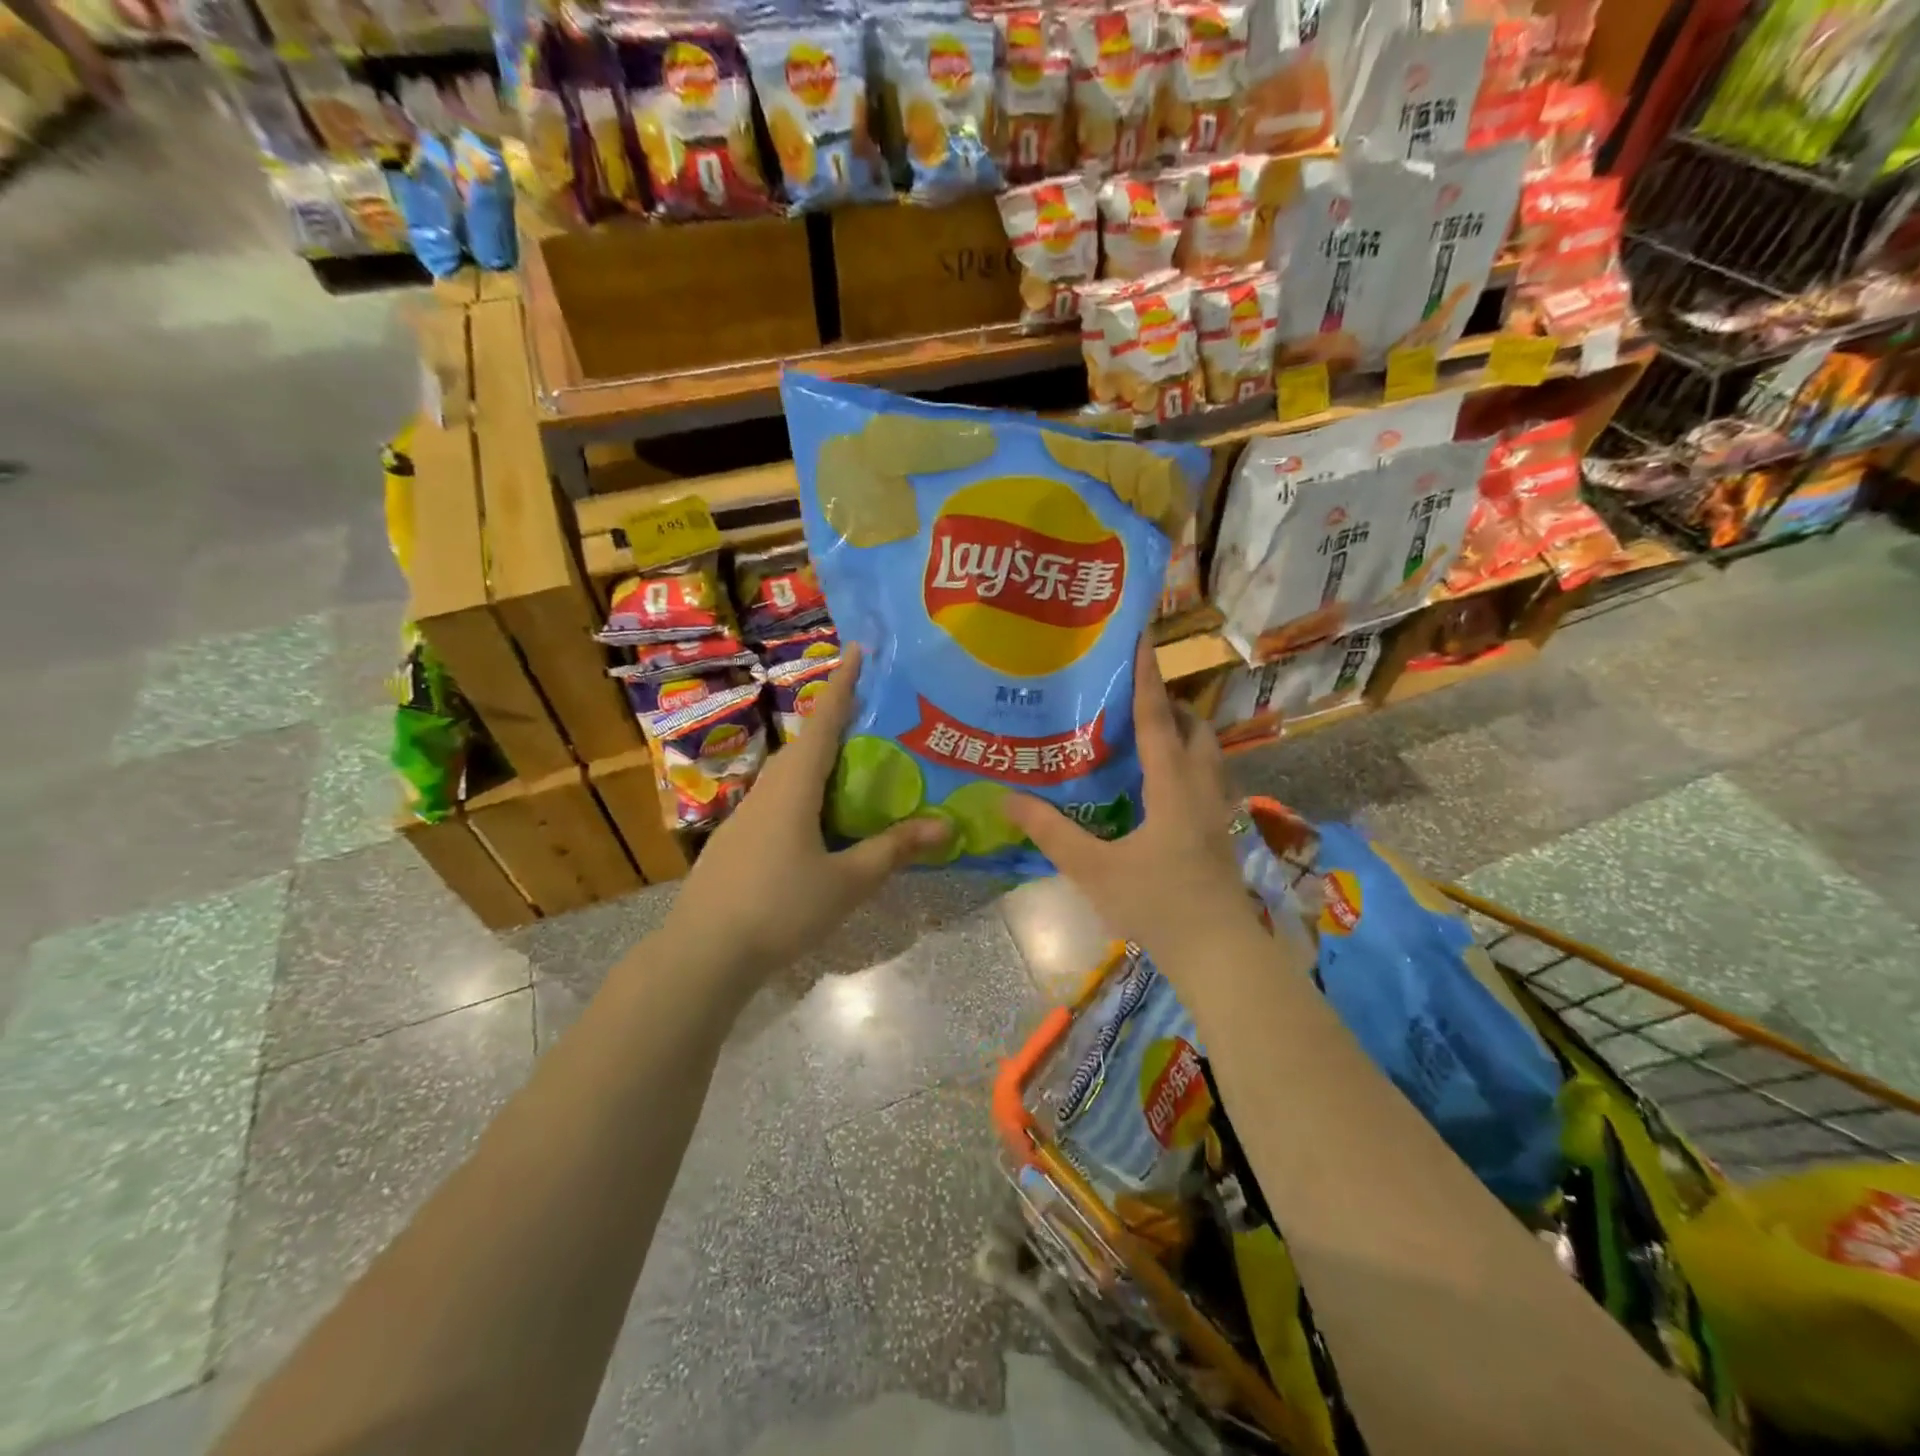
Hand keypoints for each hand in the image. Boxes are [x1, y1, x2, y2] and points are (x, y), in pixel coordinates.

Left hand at [663, 644, 949, 976]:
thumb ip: (894, 849)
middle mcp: (768, 787)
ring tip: (859, 765)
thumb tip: (946, 825)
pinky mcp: (739, 839)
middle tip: (878, 715)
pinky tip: (824, 819)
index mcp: (795, 784)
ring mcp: (748, 814)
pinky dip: (809, 793)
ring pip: (792, 774)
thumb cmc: (780, 907)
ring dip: (823, 761)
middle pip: (808, 743)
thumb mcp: (848, 881)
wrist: (704, 952)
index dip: (844, 683)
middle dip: (839, 721)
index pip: (824, 720)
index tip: (858, 648)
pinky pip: (782, 799)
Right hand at [1003, 638, 1254, 963]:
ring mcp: (1218, 810)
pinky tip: (1160, 786)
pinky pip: (1207, 778)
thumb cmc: (1157, 905)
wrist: (1219, 953)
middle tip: (1131, 699)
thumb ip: (1051, 832)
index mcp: (1173, 786)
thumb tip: (1007, 799)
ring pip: (1208, 753)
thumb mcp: (1094, 869)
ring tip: (1145, 735)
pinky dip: (1187, 763)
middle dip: (1169, 705)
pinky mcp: (1221, 831)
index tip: (1142, 639)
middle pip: (1195, 728)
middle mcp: (1202, 788)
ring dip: (1183, 733)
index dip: (1147, 678)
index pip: (1158, 719)